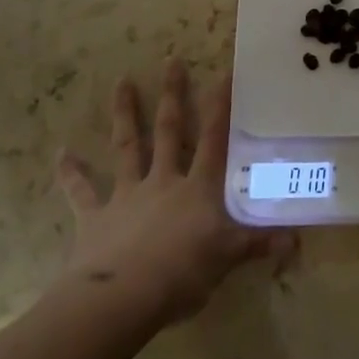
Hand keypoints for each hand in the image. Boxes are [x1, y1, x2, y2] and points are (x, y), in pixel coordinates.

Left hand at [54, 60, 294, 328]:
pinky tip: (60, 153)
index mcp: (197, 188)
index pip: (213, 138)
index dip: (220, 106)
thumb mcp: (228, 259)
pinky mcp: (96, 217)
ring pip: (127, 147)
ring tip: (121, 82)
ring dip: (125, 114)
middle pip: (169, 130)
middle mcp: (163, 181)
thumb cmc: (182, 274)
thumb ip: (259, 245)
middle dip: (172, 94)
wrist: (121, 298)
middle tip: (170, 59)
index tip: (224, 72)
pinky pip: (81, 192)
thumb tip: (297, 242)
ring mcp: (127, 195)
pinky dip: (71, 173)